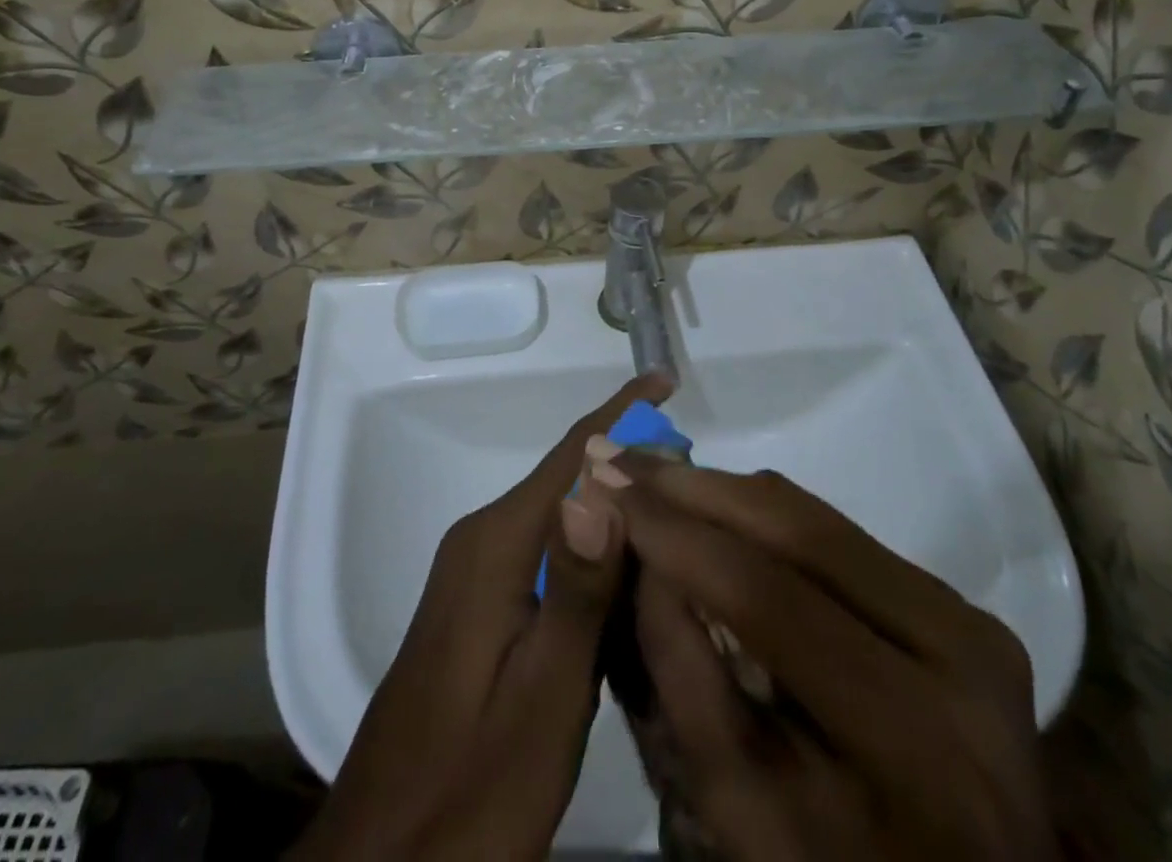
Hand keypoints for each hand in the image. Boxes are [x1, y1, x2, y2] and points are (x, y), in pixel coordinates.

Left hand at [290, 376, 671, 861]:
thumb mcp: (542, 698)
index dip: (620, 413)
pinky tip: (632, 585)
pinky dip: (594, 556)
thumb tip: (606, 483)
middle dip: (631, 470)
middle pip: (567, 482)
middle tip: (701, 483)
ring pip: (560, 521)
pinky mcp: (476, 609)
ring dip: (616, 516)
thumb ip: (578, 590)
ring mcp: (475, 575)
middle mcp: (482, 541)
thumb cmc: (470, 789)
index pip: (570, 455)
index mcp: (496, 545)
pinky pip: (547, 558)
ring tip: (681, 525)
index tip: (666, 381)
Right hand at [602, 456, 1058, 860]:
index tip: (604, 487)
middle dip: (695, 489)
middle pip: (801, 531)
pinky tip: (711, 509)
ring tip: (652, 476)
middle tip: (620, 459)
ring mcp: (969, 618)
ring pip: (817, 516)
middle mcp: (962, 654)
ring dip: (724, 491)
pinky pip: (837, 533)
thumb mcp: (739, 809)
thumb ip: (683, 675)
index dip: (678, 534)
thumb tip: (639, 547)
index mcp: (917, 737)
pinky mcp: (957, 600)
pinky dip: (763, 515)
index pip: (771, 599)